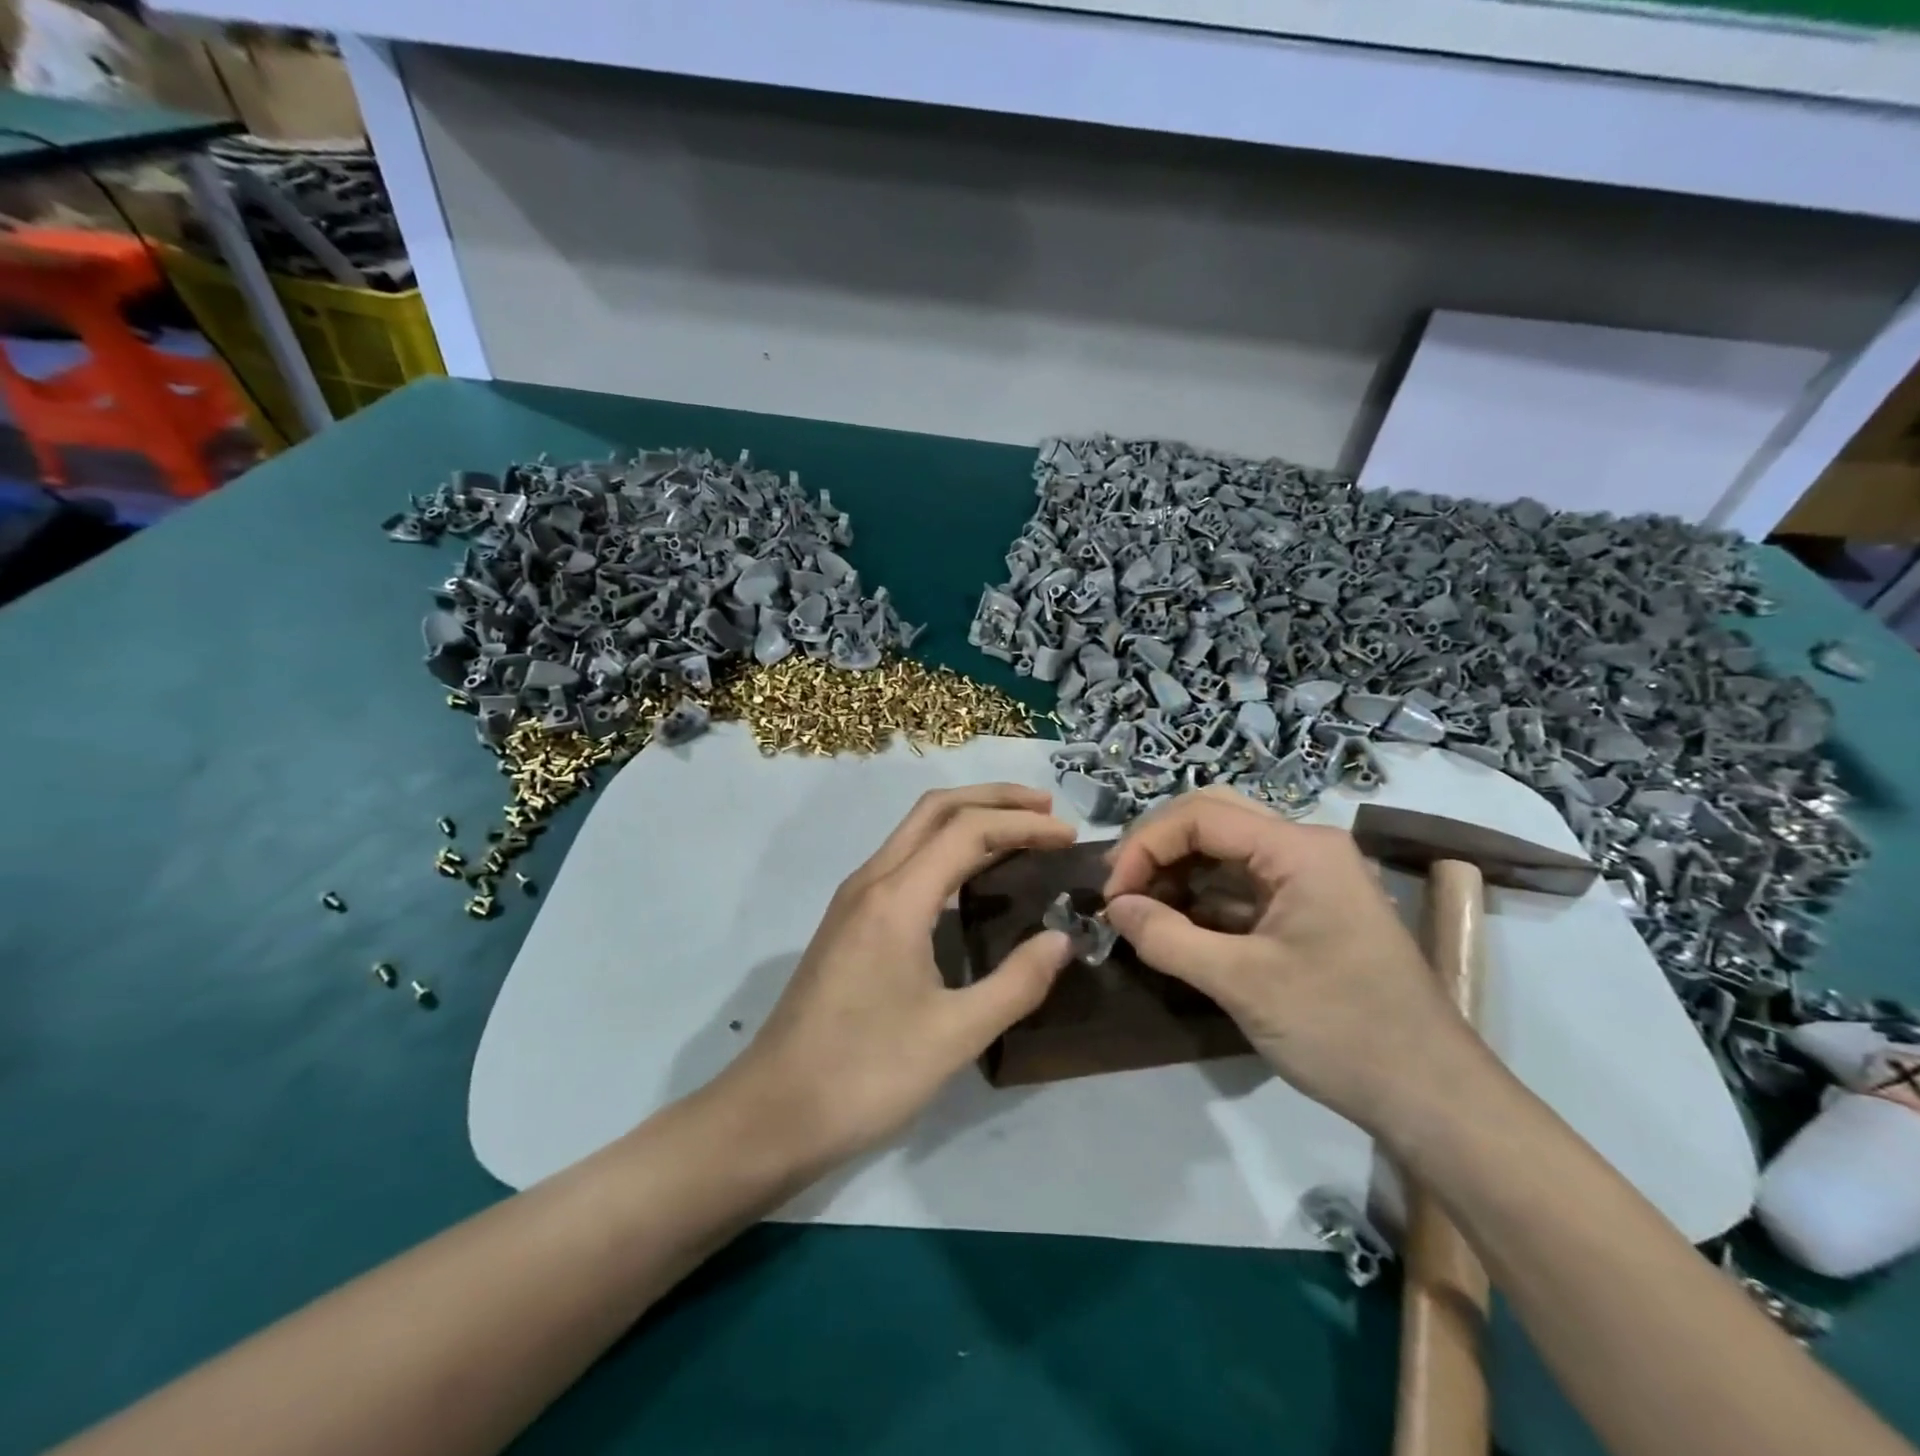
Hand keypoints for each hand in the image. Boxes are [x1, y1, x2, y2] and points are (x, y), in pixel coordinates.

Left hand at [722, 785, 1076, 1169]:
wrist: (773, 1112)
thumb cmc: (865, 1074)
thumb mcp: (954, 1035)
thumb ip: (1016, 983)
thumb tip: (1062, 939)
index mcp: (896, 898)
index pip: (967, 831)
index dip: (1023, 825)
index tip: (1069, 837)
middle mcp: (871, 881)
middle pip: (935, 809)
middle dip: (993, 799)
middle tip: (1047, 810)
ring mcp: (854, 899)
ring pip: (915, 831)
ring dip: (968, 820)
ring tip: (1020, 834)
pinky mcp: (848, 922)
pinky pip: (904, 860)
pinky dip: (946, 849)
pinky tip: (972, 878)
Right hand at [1102, 788, 1481, 1132]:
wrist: (1432, 1097)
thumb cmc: (1341, 1031)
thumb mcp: (1242, 984)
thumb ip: (1167, 937)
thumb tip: (1114, 908)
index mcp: (1299, 848)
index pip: (1201, 816)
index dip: (1145, 846)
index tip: (1113, 896)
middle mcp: (1306, 847)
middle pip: (1213, 819)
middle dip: (1158, 848)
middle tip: (1120, 889)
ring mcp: (1309, 878)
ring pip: (1225, 850)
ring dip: (1177, 872)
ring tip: (1138, 909)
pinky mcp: (1307, 909)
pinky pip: (1241, 884)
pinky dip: (1201, 898)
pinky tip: (1173, 924)